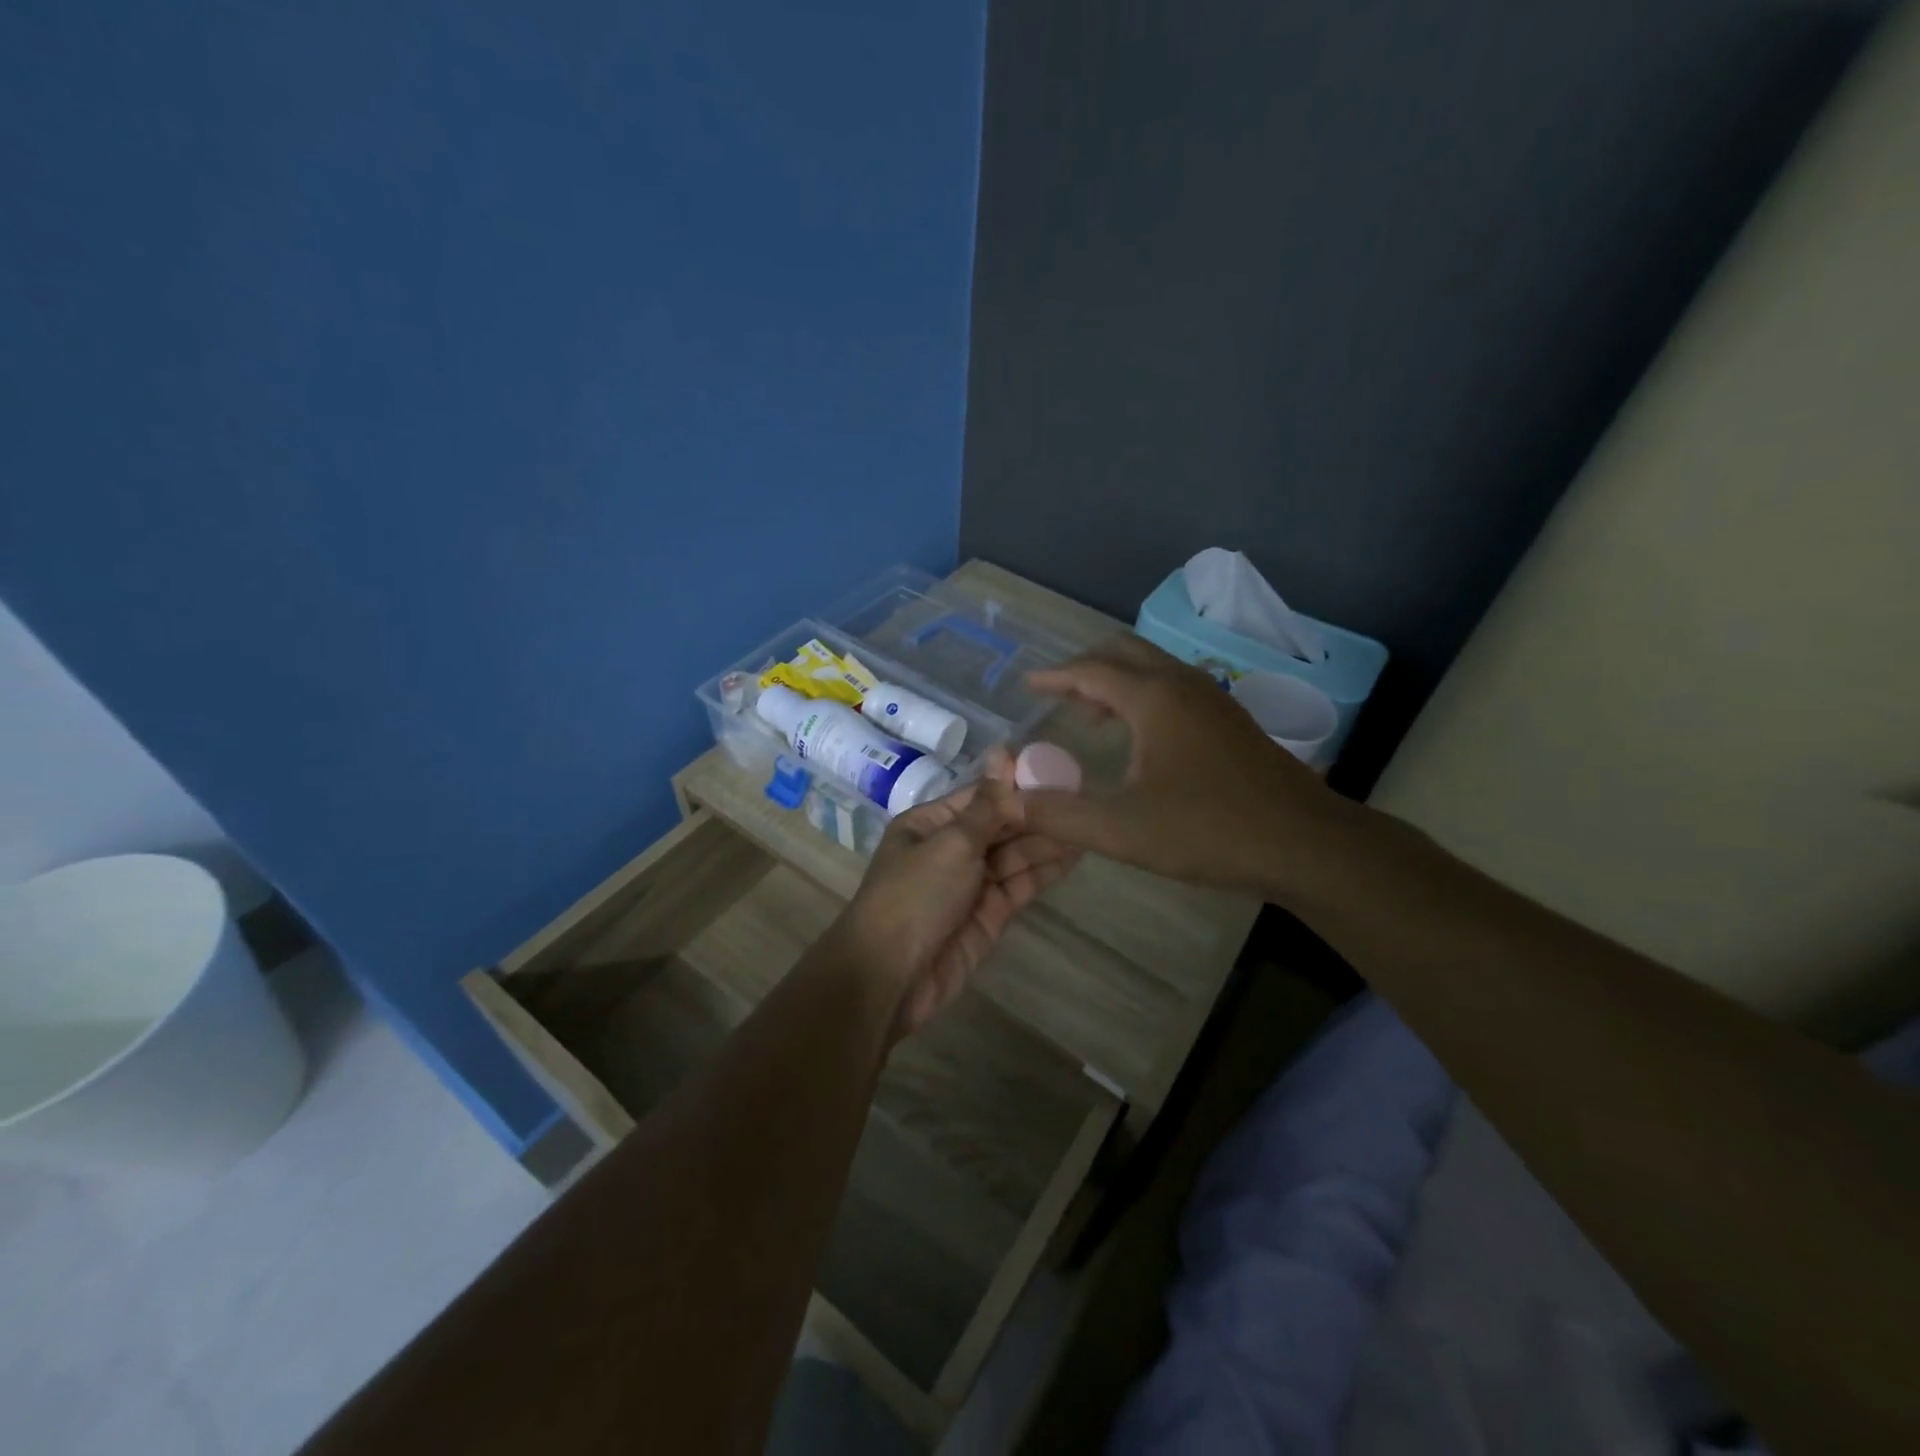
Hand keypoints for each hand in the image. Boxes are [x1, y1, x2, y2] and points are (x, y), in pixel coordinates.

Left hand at [835, 759, 1079, 1037]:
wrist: (890, 976)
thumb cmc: (914, 896)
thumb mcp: (951, 843)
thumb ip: (988, 805)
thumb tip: (1004, 751)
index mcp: (931, 824)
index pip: (982, 796)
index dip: (1018, 785)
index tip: (1058, 771)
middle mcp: (951, 849)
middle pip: (1001, 825)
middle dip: (1038, 814)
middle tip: (1085, 798)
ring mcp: (971, 883)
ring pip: (1015, 855)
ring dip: (1047, 841)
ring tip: (1088, 823)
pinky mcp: (989, 915)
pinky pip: (1020, 884)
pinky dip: (1045, 870)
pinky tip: (1075, 855)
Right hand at [1018, 635, 1357, 896]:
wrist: (1304, 843)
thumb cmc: (1208, 830)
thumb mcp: (1121, 829)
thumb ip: (1059, 814)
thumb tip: (1010, 800)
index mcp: (1154, 698)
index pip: (1090, 671)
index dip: (1054, 677)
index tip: (1028, 685)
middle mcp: (1183, 684)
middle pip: (1124, 653)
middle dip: (1085, 667)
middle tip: (1055, 693)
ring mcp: (1214, 698)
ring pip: (1153, 668)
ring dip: (1116, 680)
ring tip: (1089, 713)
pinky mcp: (1231, 720)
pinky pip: (1174, 688)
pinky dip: (1143, 695)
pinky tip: (1139, 736)